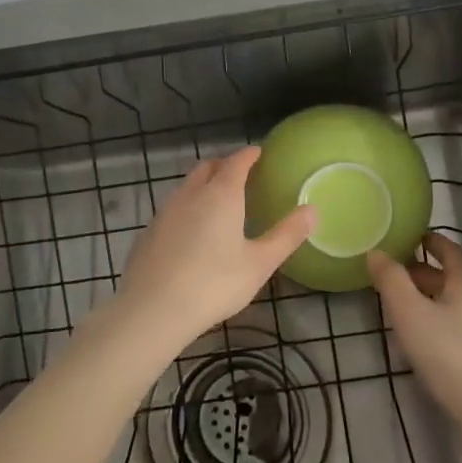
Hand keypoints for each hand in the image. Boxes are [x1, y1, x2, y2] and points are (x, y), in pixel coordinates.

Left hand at [116, 146, 315, 347]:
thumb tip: (312, 210)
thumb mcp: (259, 263)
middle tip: (241, 174)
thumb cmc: (214, 284)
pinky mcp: (148, 232)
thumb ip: (287, 235)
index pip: (236, 162)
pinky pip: (172, 208)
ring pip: (186, 187)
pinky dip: (187, 208)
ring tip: (217, 201)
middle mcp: (190, 194)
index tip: (259, 153)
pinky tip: (191, 231)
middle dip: (225, 165)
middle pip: (207, 168)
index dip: (249, 155)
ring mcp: (165, 212)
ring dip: (203, 185)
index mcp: (221, 195)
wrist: (152, 309)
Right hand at [368, 233, 461, 423]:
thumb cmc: (448, 353)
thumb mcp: (410, 313)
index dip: (431, 240)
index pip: (450, 251)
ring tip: (395, 302)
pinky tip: (414, 338)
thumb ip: (391, 281)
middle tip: (391, 270)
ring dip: (424, 298)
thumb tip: (376, 252)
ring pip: (449, 305)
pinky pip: (451, 328)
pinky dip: (431, 322)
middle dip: (421, 271)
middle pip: (449, 279)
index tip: (410, 234)